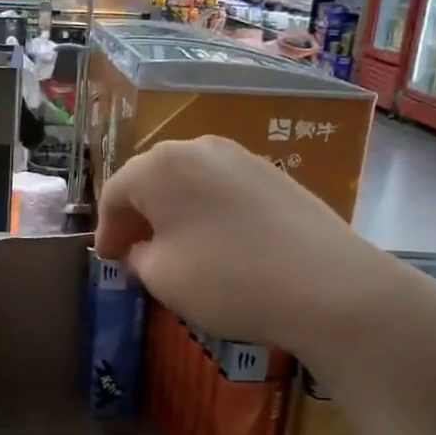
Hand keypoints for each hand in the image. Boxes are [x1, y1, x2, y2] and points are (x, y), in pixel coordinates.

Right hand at [94, 136, 396, 354]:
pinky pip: (223, 190)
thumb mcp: (162, 277)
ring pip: (190, 182)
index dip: (107, 229)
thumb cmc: (227, 278)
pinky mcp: (275, 175)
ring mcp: (242, 158)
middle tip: (134, 251)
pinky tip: (218, 244)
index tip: (108, 260)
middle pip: (153, 179)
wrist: (328, 286)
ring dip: (174, 212)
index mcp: (161, 166)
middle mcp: (199, 148)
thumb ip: (139, 257)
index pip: (116, 192)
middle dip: (139, 216)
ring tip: (175, 248)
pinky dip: (208, 212)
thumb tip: (143, 249)